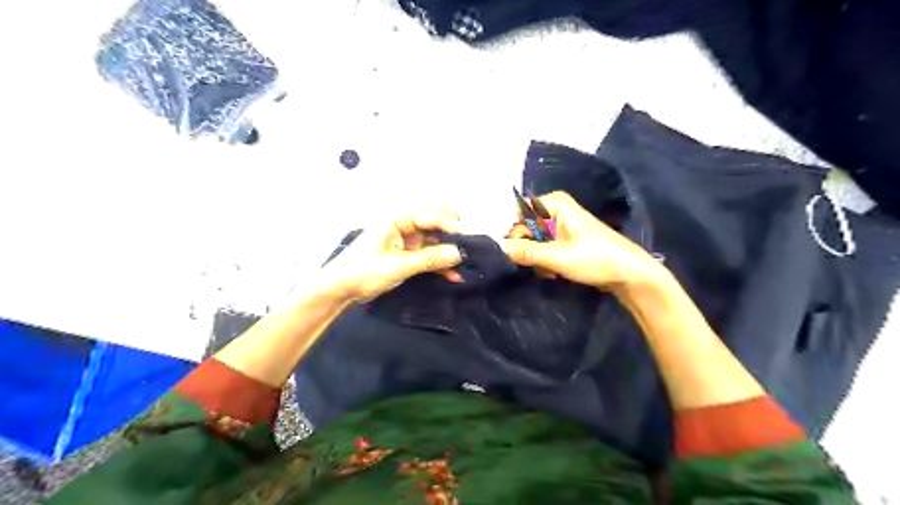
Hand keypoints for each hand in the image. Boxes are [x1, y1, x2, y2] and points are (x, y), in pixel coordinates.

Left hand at [322, 207, 463, 300]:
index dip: (452, 226)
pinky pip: (428, 255)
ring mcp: (405, 240)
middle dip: (454, 236)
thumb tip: (459, 254)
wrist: (339, 289)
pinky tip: (453, 276)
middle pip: (435, 225)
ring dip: (448, 253)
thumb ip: (429, 259)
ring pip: (434, 242)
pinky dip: (439, 264)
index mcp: (397, 218)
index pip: (431, 216)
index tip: (471, 237)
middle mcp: (404, 225)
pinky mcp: (406, 255)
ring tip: (468, 264)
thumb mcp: (398, 265)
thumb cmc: (363, 271)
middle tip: (474, 247)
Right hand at [503, 192, 662, 292]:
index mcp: (554, 203)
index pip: (517, 213)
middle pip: (524, 227)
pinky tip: (552, 272)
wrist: (630, 274)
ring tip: (548, 271)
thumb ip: (525, 252)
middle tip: (536, 265)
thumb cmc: (597, 259)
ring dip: (535, 258)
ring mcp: (560, 224)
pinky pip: (542, 247)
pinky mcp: (564, 239)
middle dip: (526, 249)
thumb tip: (496, 247)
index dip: (513, 233)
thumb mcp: (558, 257)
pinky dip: (543, 261)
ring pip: (532, 240)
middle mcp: (555, 209)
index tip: (514, 253)